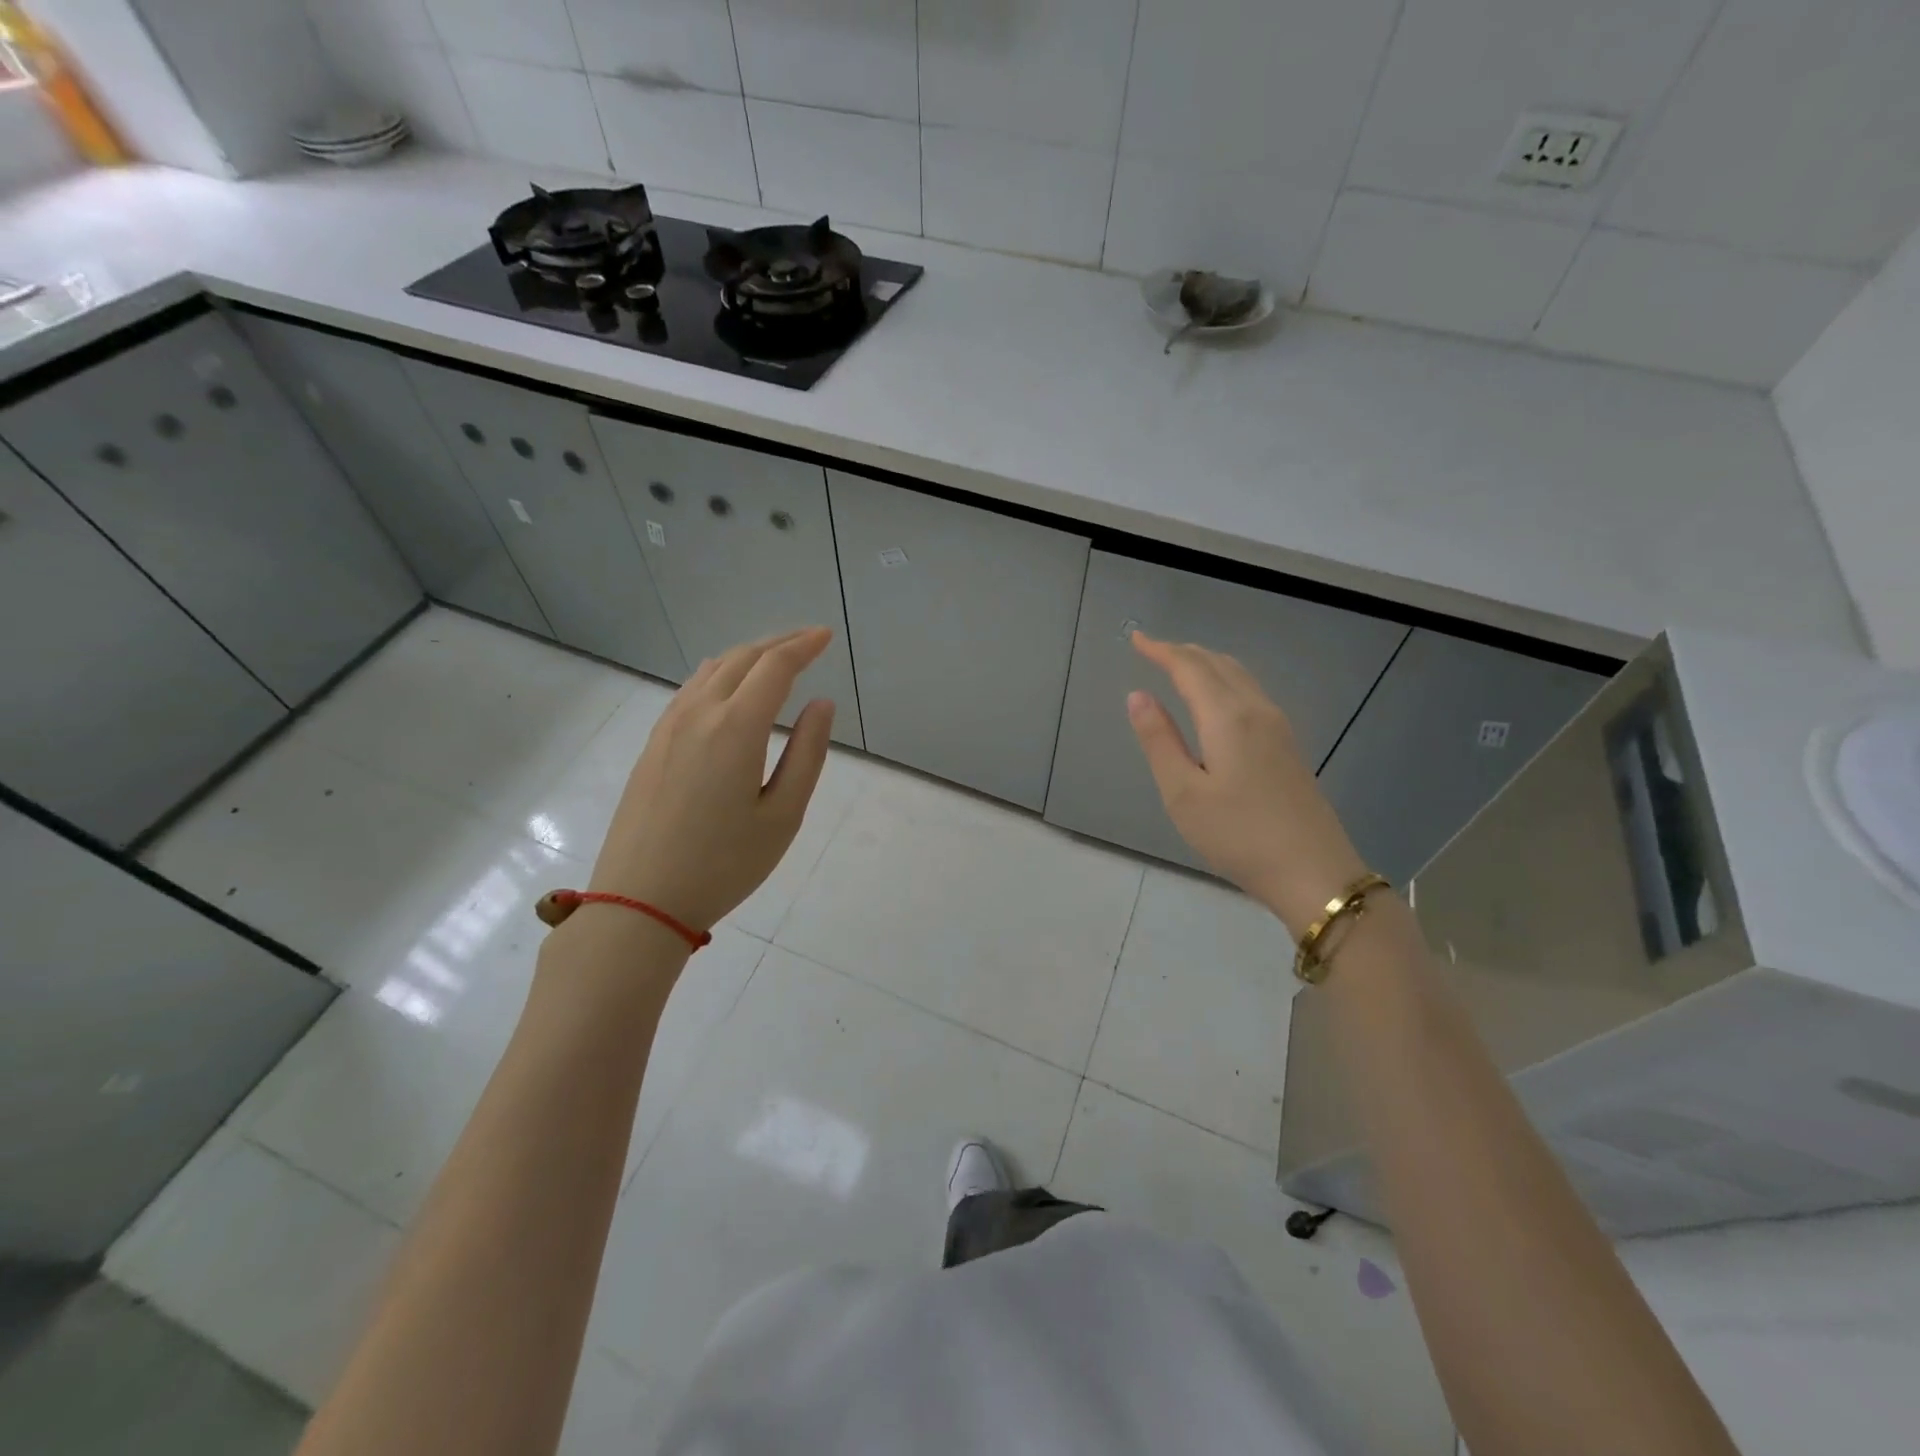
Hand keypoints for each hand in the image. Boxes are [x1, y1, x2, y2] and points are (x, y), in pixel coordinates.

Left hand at [587, 628, 835, 933]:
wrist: (640, 900)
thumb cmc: (723, 864)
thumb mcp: (782, 816)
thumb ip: (807, 754)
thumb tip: (821, 705)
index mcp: (736, 728)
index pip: (774, 667)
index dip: (803, 647)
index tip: (826, 636)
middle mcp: (699, 713)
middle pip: (742, 659)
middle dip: (779, 643)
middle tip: (808, 640)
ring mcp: (669, 726)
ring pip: (712, 670)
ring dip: (748, 655)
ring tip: (775, 659)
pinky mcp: (653, 744)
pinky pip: (691, 689)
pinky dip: (720, 673)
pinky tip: (728, 687)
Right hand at [1126, 632, 1367, 936]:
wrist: (1314, 872)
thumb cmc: (1238, 836)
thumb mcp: (1183, 793)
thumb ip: (1159, 740)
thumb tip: (1138, 696)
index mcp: (1227, 718)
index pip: (1190, 668)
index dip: (1161, 650)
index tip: (1136, 638)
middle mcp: (1256, 710)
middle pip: (1218, 664)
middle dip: (1183, 652)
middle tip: (1152, 650)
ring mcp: (1278, 727)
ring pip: (1239, 676)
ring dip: (1206, 663)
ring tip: (1180, 666)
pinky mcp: (1288, 746)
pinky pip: (1251, 693)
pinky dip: (1225, 680)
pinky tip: (1216, 699)